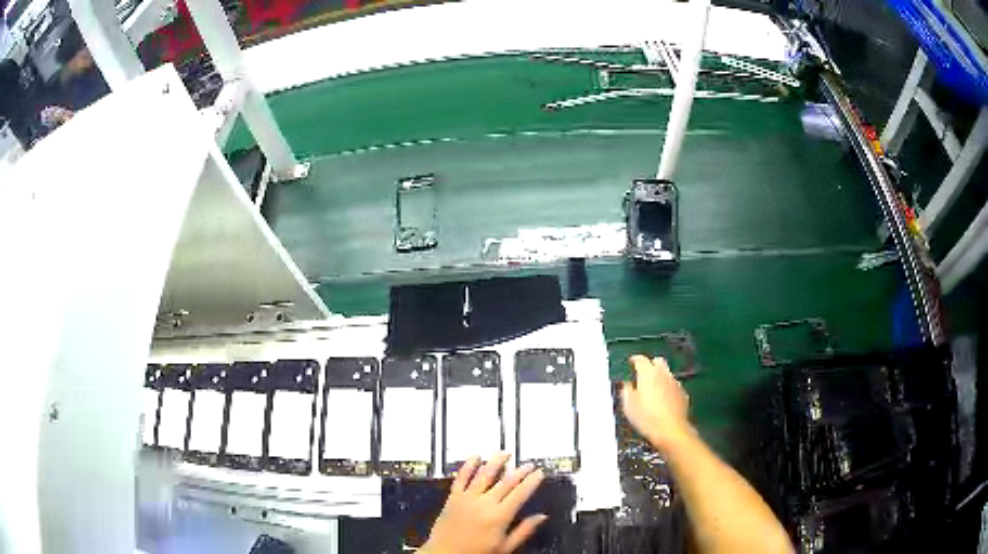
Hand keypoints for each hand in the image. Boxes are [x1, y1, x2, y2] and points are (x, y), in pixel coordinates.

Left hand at [422, 453, 546, 553]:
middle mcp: (484, 503)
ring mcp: (467, 498)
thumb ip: (524, 531)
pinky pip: (461, 477)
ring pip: (484, 475)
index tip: (539, 473)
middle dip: (519, 471)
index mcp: (499, 516)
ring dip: (496, 462)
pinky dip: (468, 465)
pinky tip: (474, 456)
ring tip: (504, 453)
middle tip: (528, 464)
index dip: (531, 481)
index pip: (520, 493)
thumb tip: (541, 518)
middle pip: (505, 482)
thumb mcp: (505, 547)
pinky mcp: (453, 498)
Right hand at [621, 355, 694, 451]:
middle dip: (651, 365)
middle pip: (658, 361)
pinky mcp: (683, 393)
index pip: (641, 359)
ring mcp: (675, 383)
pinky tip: (663, 399)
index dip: (635, 360)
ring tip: (653, 389)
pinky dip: (668, 388)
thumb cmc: (646, 417)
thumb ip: (626, 390)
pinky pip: (673, 385)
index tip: (631, 362)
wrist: (671, 429)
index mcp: (648, 373)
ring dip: (660, 377)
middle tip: (643, 374)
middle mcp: (663, 374)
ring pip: (667, 373)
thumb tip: (627, 385)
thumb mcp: (629, 406)